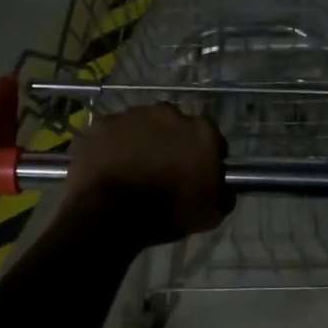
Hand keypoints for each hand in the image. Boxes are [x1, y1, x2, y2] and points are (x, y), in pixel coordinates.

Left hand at [61, 104, 233, 249]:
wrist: (113, 214)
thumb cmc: (169, 212)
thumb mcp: (212, 212)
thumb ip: (223, 192)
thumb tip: (223, 185)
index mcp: (201, 131)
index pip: (211, 136)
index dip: (206, 154)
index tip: (198, 171)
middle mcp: (169, 113)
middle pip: (175, 125)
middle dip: (172, 142)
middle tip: (164, 168)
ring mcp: (133, 115)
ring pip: (143, 125)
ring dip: (142, 140)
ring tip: (134, 167)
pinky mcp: (104, 124)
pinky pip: (114, 132)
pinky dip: (114, 145)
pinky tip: (111, 165)